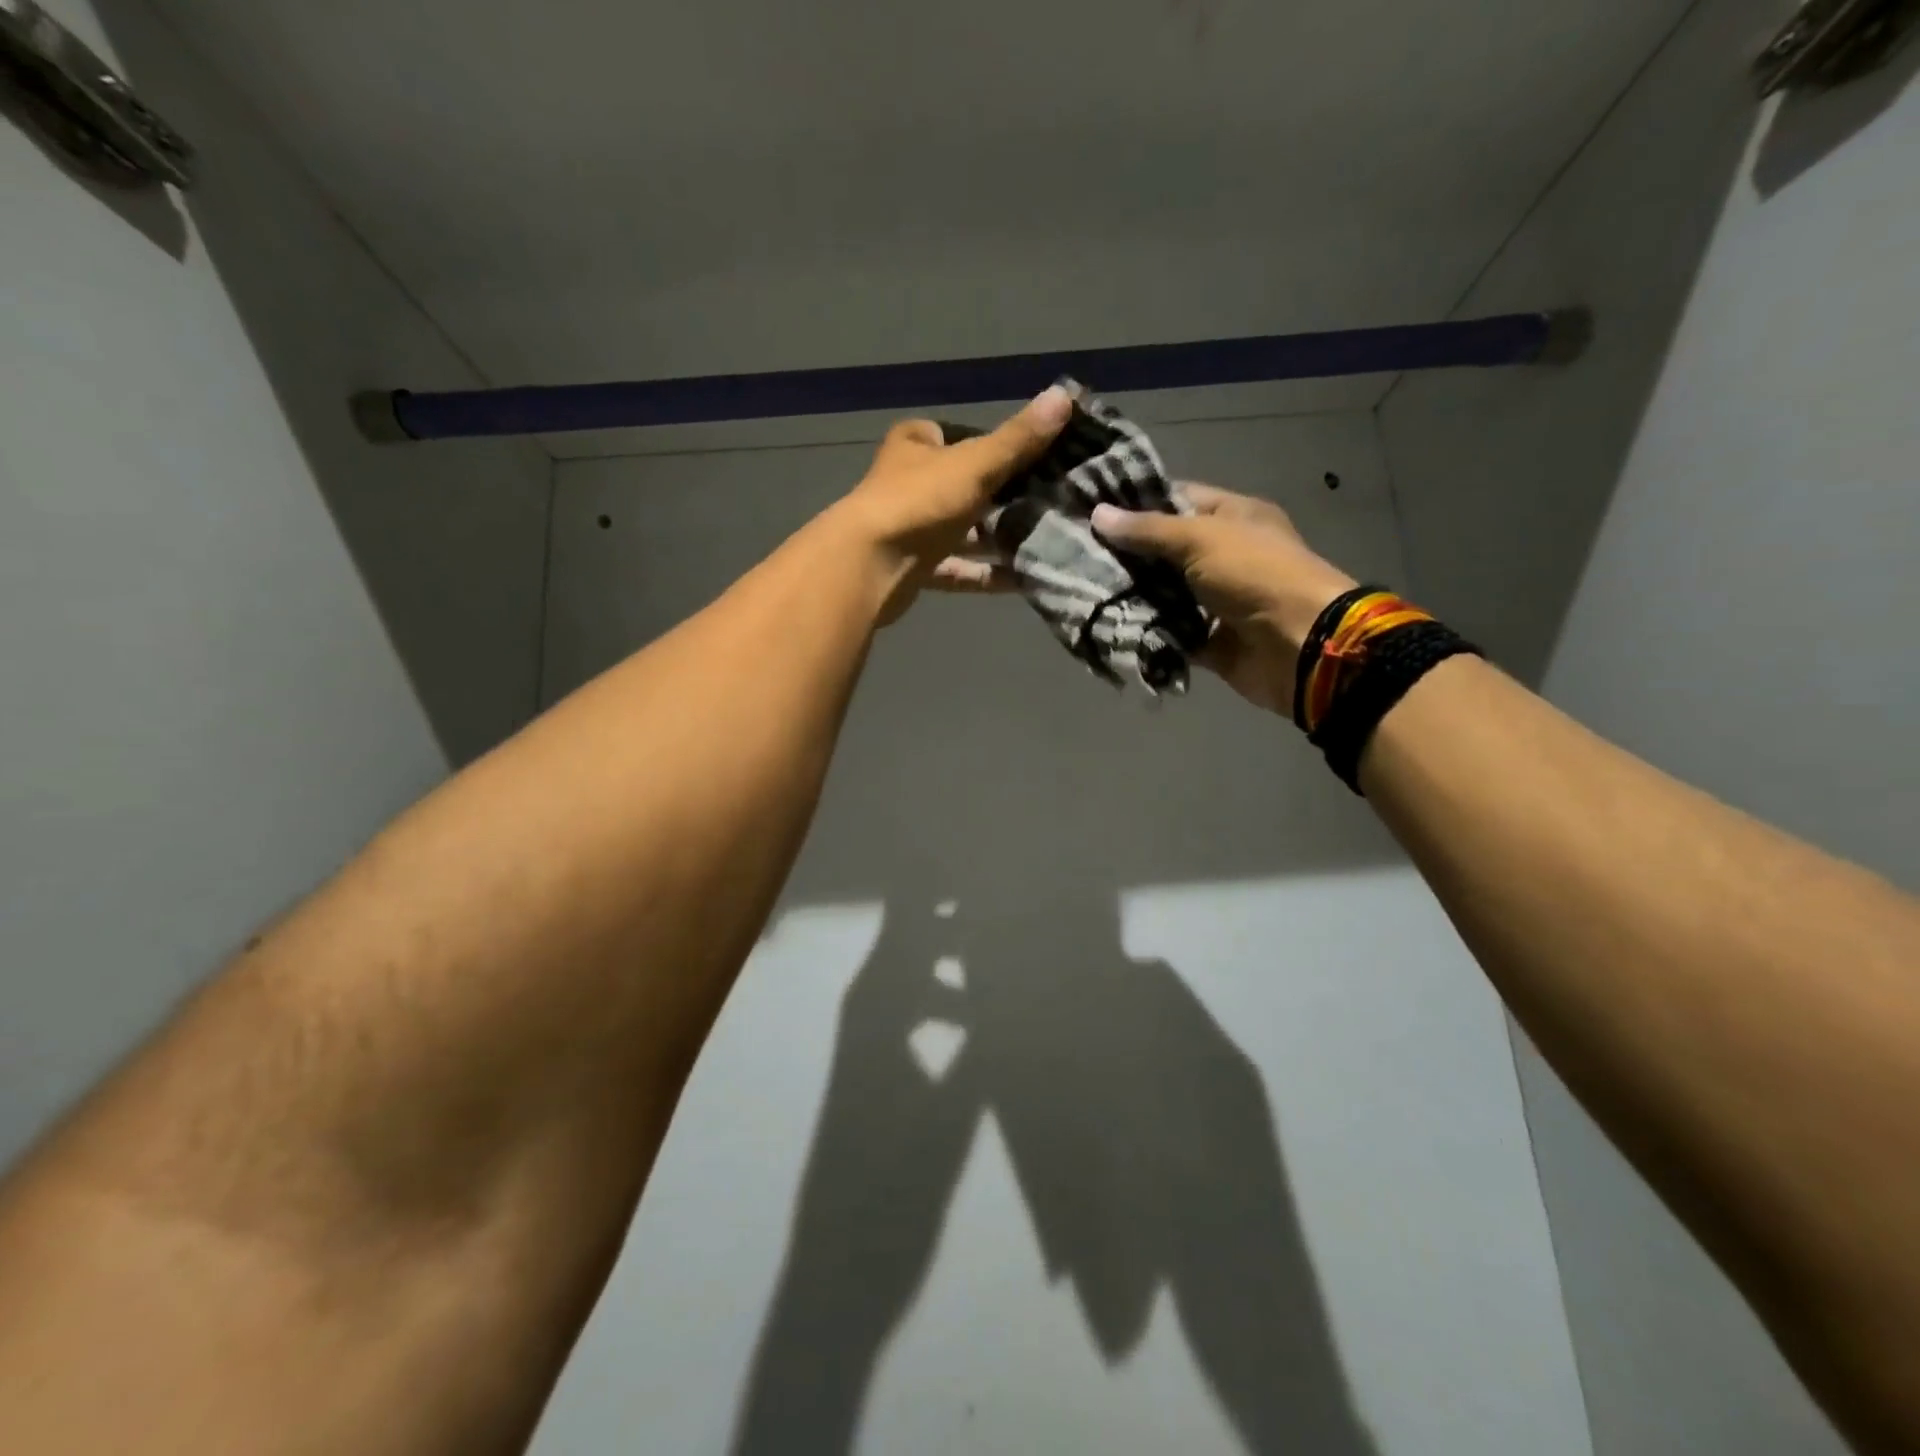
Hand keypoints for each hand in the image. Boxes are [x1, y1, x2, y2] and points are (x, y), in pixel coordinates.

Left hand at [828, 388, 1072, 624]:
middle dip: (998, 496)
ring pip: (960, 532)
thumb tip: (1065, 395)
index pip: (946, 435)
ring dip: (995, 539)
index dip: (978, 441)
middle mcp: (907, 486)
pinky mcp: (913, 571)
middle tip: (1044, 501)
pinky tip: (1020, 580)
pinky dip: (985, 575)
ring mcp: (909, 530)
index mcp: (914, 448)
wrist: (870, 566)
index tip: (1018, 454)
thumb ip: (1018, 439)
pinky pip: (957, 569)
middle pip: (959, 487)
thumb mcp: (975, 464)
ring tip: (1042, 542)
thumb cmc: (919, 501)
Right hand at [1091, 486, 1356, 717]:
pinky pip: (1168, 632)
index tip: (1090, 510)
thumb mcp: (1201, 539)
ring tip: (1080, 589)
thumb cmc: (1256, 575)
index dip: (1136, 504)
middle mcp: (1223, 555)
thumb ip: (1148, 530)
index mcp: (1233, 517)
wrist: (1299, 646)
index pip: (1177, 500)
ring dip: (1128, 595)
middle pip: (1164, 551)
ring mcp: (1215, 600)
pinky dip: (1144, 631)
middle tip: (1074, 554)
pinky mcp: (1207, 640)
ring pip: (1162, 594)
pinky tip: (1104, 624)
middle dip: (1124, 555)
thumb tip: (1097, 514)